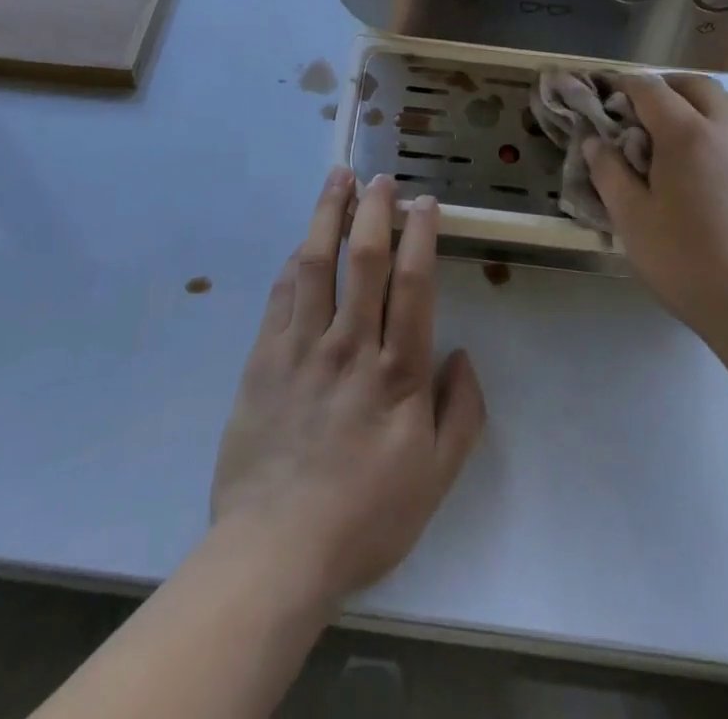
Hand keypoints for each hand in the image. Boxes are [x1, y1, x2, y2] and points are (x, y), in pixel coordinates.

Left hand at [209, 171, 485, 609]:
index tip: (424, 202)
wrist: (275, 549)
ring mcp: (302, 347)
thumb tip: (462, 355)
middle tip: (381, 178)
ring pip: (317, 262)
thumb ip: (461, 412)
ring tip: (338, 178)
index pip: (414, 283)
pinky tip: (304, 239)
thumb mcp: (436, 477)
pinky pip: (282, 294)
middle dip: (375, 209)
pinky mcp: (264, 357)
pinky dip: (296, 258)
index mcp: (398, 372)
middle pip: (365, 259)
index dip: (421, 234)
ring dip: (329, 214)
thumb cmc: (365, 516)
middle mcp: (351, 345)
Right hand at [583, 75, 727, 368]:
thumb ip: (609, 172)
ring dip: (708, 101)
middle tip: (644, 111)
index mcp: (688, 135)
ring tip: (690, 128)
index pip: (651, 90)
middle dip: (666, 88)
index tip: (609, 94)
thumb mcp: (631, 220)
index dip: (625, 86)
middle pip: (697, 85)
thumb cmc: (688, 264)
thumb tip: (596, 142)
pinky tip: (721, 161)